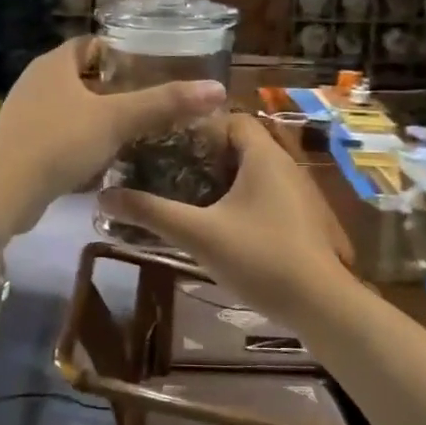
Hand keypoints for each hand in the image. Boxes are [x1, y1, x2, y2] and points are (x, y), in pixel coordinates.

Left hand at [0, 37, 226, 239]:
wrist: (3, 190)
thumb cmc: (60, 141)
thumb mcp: (117, 119)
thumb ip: (164, 103)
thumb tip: (215, 89)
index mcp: (55, 63)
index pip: (93, 44)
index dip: (122, 53)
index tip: (153, 68)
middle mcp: (38, 82)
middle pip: (84, 77)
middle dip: (115, 89)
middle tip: (152, 102)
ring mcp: (27, 115)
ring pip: (73, 109)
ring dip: (99, 119)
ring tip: (136, 131)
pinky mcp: (23, 146)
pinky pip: (61, 137)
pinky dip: (83, 143)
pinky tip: (106, 160)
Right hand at [97, 113, 358, 321]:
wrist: (321, 304)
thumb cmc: (260, 257)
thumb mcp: (198, 234)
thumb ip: (151, 213)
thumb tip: (104, 197)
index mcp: (264, 156)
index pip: (232, 119)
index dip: (199, 128)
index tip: (168, 148)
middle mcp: (285, 166)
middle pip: (241, 146)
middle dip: (204, 158)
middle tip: (169, 175)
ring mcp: (298, 194)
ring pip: (253, 173)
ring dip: (222, 182)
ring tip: (187, 200)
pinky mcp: (302, 220)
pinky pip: (265, 196)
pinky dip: (240, 202)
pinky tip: (219, 227)